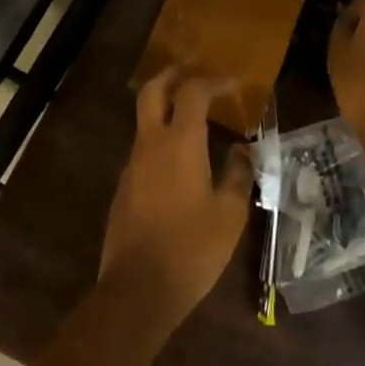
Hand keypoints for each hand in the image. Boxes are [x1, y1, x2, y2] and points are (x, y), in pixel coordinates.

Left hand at [100, 71, 254, 325]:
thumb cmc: (191, 249)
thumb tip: (241, 151)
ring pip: (145, 122)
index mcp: (181, 143)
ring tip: (194, 120)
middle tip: (192, 73)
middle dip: (172, 76)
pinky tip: (180, 164)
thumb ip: (238, 175)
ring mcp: (132, 166)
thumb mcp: (229, 214)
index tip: (234, 85)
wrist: (137, 292)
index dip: (214, 82)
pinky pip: (142, 151)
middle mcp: (151, 145)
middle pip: (153, 92)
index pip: (193, 92)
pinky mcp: (123, 189)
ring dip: (165, 110)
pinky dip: (160, 141)